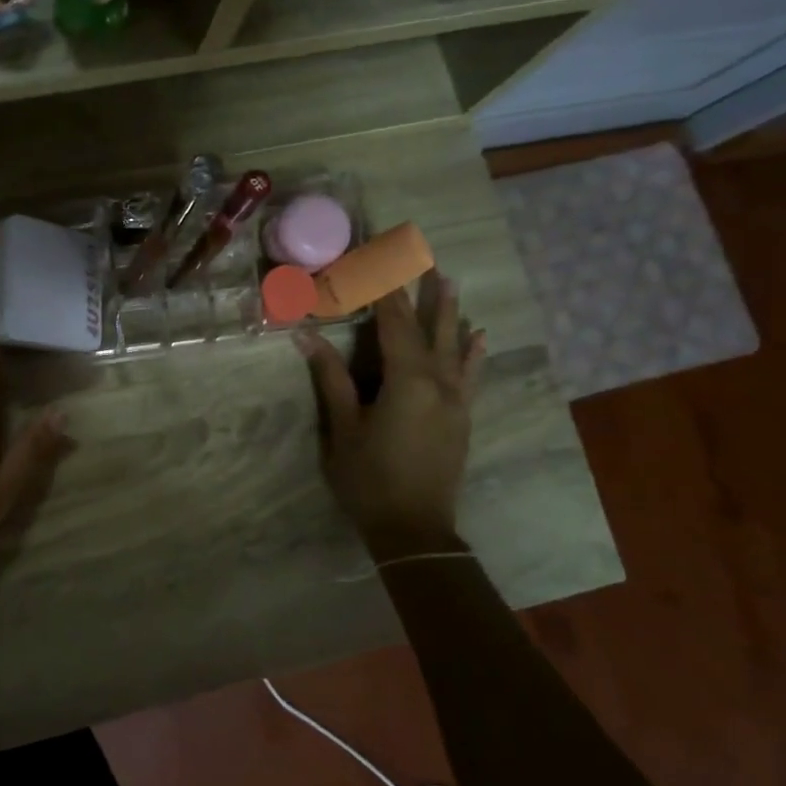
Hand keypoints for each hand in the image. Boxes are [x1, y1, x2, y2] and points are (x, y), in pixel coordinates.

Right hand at [296, 271, 485, 559]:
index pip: (394, 323)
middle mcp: (438, 382)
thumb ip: (331, 379)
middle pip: (428, 327)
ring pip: (453, 346)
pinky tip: (478, 336)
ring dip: (449, 312)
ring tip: (449, 280)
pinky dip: (472, 353)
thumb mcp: (343, 428)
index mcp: (406, 381)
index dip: (385, 289)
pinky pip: (469, 375)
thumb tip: (306, 336)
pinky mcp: (461, 417)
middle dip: (421, 290)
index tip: (378, 256)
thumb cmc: (369, 479)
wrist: (415, 531)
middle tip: (421, 255)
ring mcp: (455, 400)